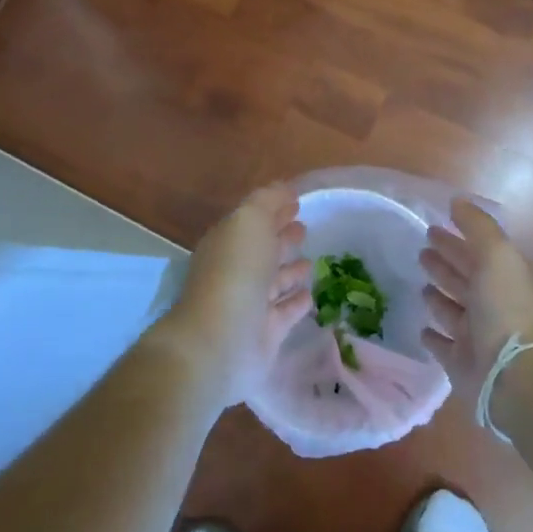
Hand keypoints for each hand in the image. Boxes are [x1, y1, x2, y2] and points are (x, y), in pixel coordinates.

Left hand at [163, 184, 312, 405]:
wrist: (221, 341)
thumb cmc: (236, 272)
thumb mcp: (249, 221)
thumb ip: (267, 201)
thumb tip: (285, 190)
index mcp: (227, 242)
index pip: (252, 221)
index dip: (273, 209)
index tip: (297, 202)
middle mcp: (235, 271)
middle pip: (262, 250)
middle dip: (282, 237)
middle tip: (304, 228)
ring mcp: (249, 304)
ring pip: (274, 282)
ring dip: (290, 270)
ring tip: (311, 260)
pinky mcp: (265, 333)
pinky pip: (285, 312)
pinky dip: (297, 302)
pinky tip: (310, 294)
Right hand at [419, 199, 532, 398]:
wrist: (513, 374)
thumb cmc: (504, 308)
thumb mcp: (495, 256)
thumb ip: (477, 227)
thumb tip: (457, 201)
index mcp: (500, 279)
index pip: (474, 253)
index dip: (455, 239)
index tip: (432, 227)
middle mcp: (489, 305)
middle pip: (463, 279)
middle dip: (445, 263)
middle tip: (421, 251)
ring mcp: (475, 336)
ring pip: (452, 311)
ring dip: (438, 297)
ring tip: (421, 286)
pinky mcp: (460, 363)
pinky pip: (443, 346)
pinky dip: (433, 336)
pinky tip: (422, 328)